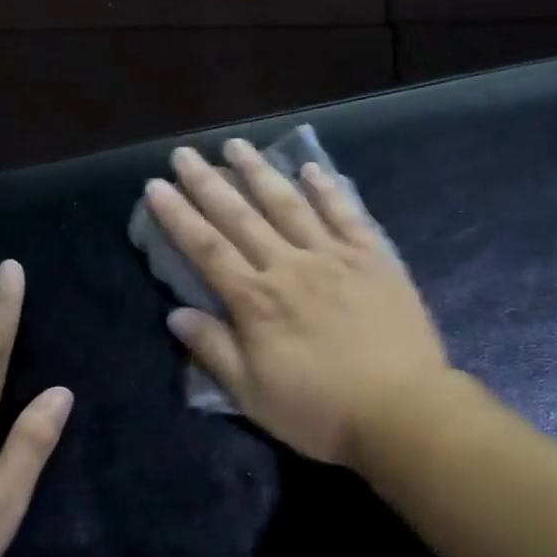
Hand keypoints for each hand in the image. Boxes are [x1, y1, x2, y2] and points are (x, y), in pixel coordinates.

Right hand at [145, 139, 451, 466]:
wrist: (401, 410)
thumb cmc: (320, 410)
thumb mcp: (253, 394)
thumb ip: (214, 350)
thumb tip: (175, 314)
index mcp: (257, 301)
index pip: (206, 249)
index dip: (179, 216)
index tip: (156, 186)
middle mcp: (290, 266)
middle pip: (242, 217)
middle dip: (209, 183)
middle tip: (185, 153)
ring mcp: (334, 257)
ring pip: (290, 204)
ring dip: (261, 172)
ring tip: (238, 145)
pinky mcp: (373, 258)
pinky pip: (346, 214)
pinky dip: (327, 189)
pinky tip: (311, 168)